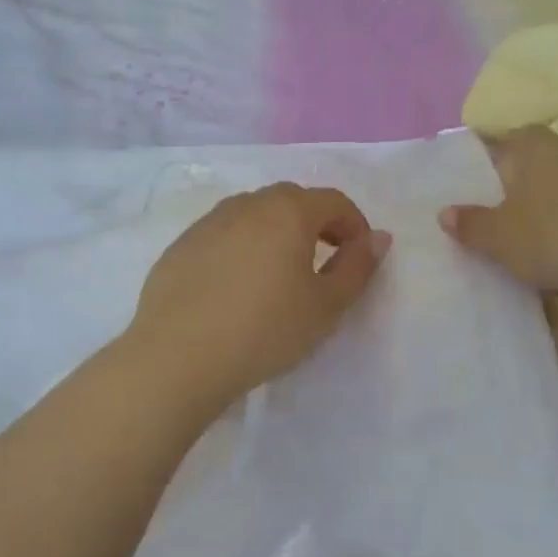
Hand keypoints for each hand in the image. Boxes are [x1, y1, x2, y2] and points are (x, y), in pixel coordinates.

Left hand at [126, 183, 390, 409]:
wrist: (180, 356)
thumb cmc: (265, 330)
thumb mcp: (325, 306)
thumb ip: (357, 267)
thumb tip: (378, 238)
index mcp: (288, 212)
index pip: (333, 201)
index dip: (355, 225)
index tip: (359, 257)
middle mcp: (246, 205)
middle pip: (291, 201)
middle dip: (315, 224)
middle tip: (323, 262)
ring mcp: (207, 223)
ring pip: (253, 215)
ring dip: (275, 233)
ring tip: (277, 274)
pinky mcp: (180, 246)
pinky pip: (222, 235)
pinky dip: (240, 248)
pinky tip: (235, 288)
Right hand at [439, 127, 557, 303]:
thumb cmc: (553, 235)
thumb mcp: (497, 235)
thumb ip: (469, 223)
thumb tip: (445, 212)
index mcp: (531, 143)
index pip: (499, 140)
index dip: (480, 163)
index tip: (462, 189)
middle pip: (527, 167)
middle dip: (507, 191)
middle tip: (481, 220)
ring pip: (553, 193)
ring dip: (536, 214)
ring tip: (512, 244)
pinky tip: (550, 258)